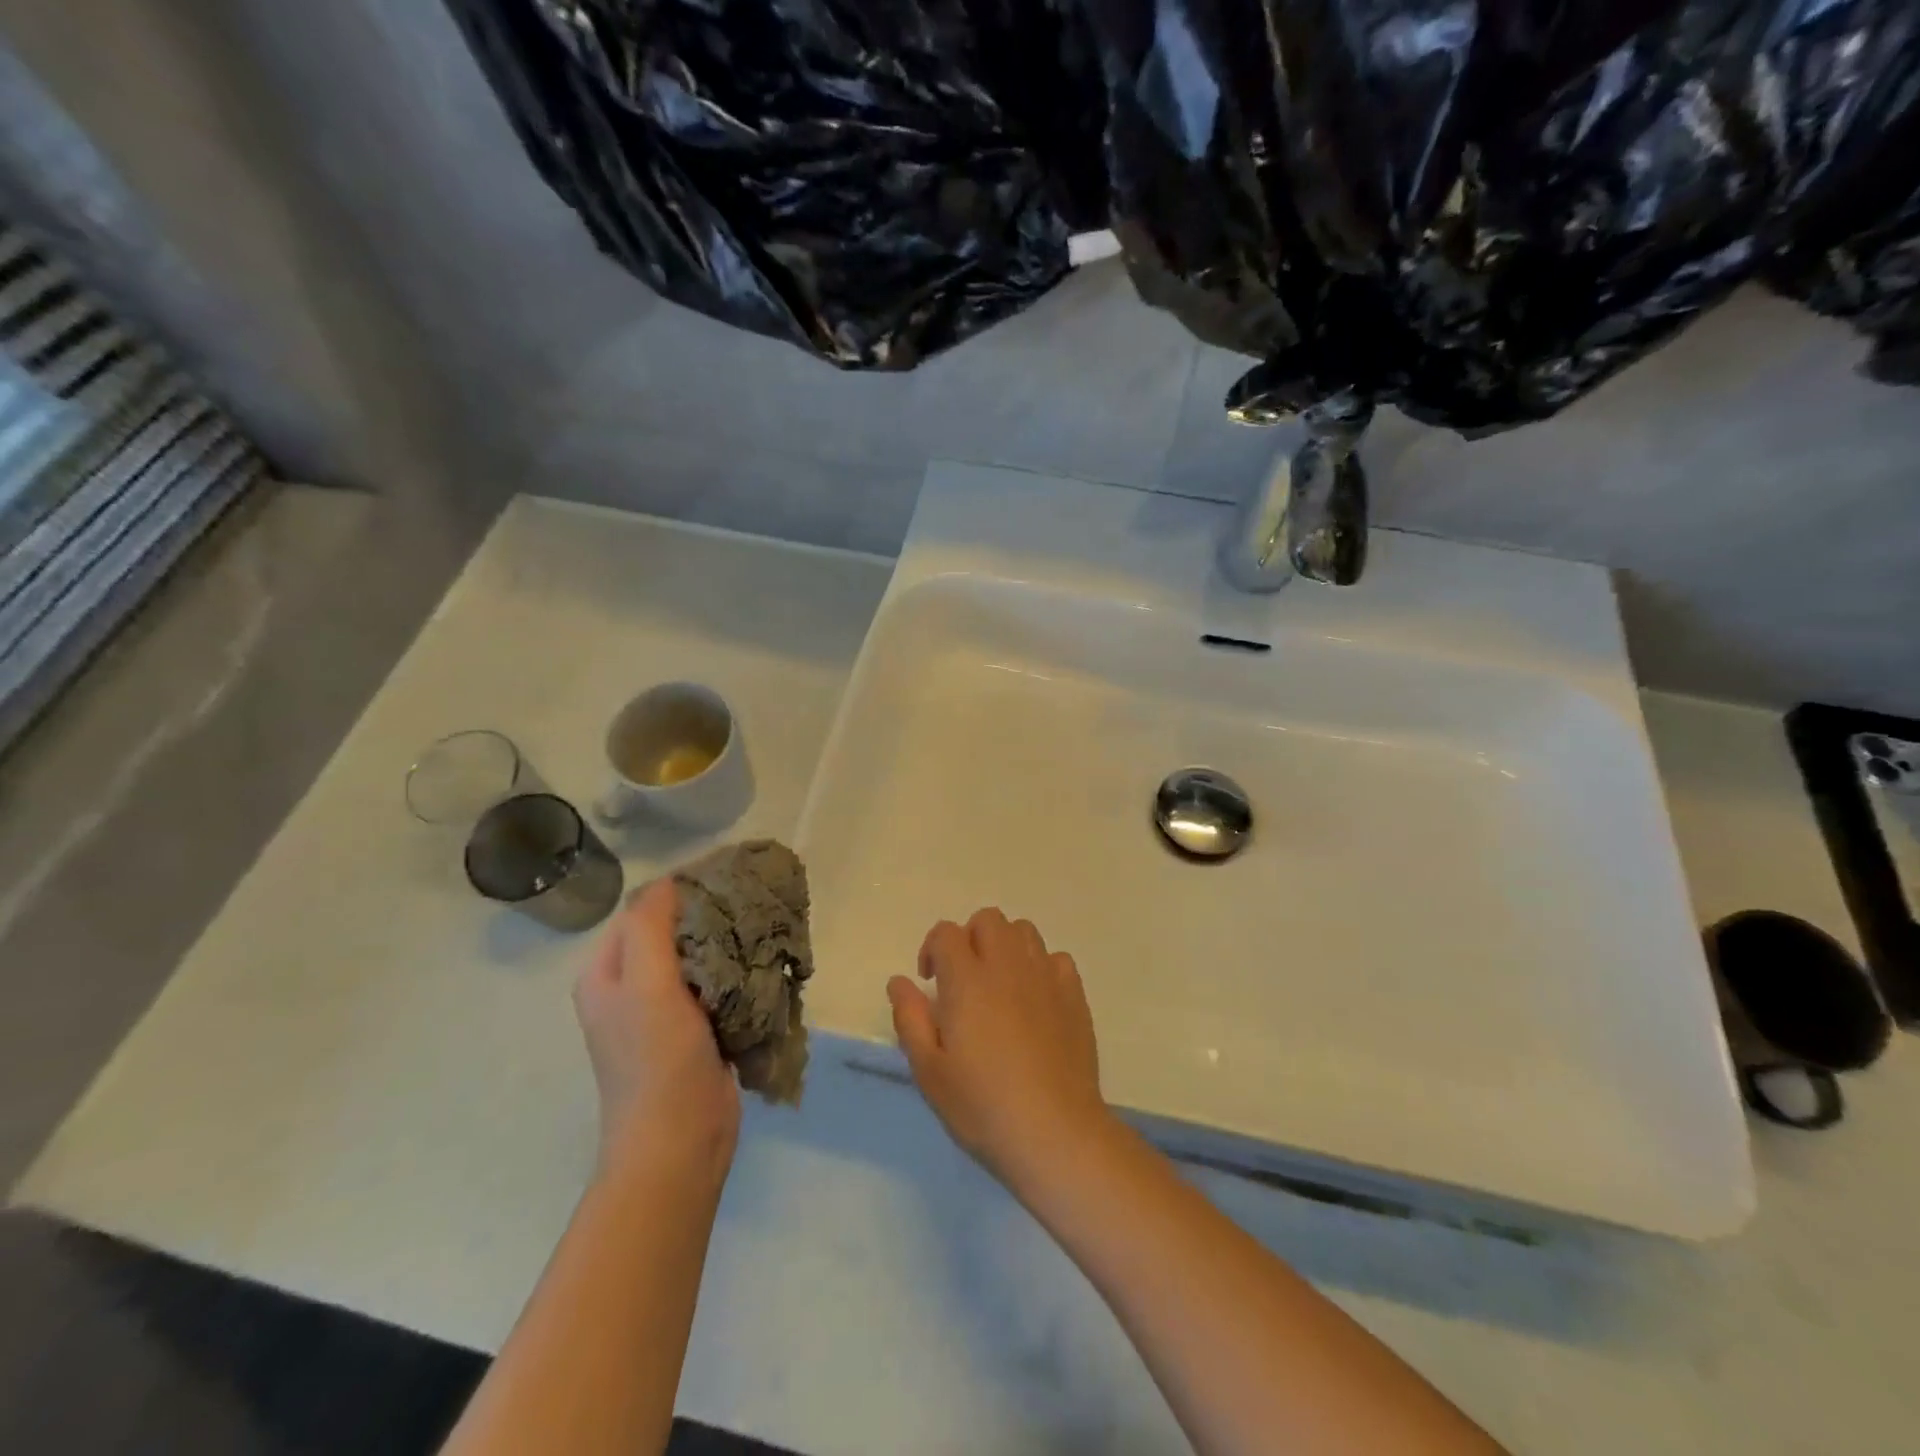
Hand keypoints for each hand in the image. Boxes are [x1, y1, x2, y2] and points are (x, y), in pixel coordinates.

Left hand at [574, 879, 739, 1182]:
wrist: (679, 1144)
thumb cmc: (656, 1062)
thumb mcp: (647, 987)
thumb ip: (650, 929)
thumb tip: (669, 881)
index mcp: (607, 974)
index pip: (641, 912)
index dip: (678, 891)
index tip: (724, 876)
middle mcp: (631, 988)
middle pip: (672, 933)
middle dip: (709, 915)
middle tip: (750, 901)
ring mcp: (664, 1012)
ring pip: (700, 958)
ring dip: (728, 944)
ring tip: (762, 926)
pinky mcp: (697, 1031)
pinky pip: (718, 986)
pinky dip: (738, 973)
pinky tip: (764, 963)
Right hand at [888, 908, 1109, 1193]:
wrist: (1055, 1132)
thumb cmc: (983, 1106)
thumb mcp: (929, 1071)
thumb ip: (910, 1018)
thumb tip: (899, 981)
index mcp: (967, 980)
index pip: (947, 933)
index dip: (933, 949)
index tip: (931, 982)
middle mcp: (1007, 965)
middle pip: (988, 920)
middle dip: (970, 938)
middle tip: (964, 979)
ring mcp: (1045, 977)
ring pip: (1024, 931)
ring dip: (1006, 946)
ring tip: (1000, 985)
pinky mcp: (1074, 995)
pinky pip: (1056, 959)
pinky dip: (1041, 968)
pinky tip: (1036, 1000)